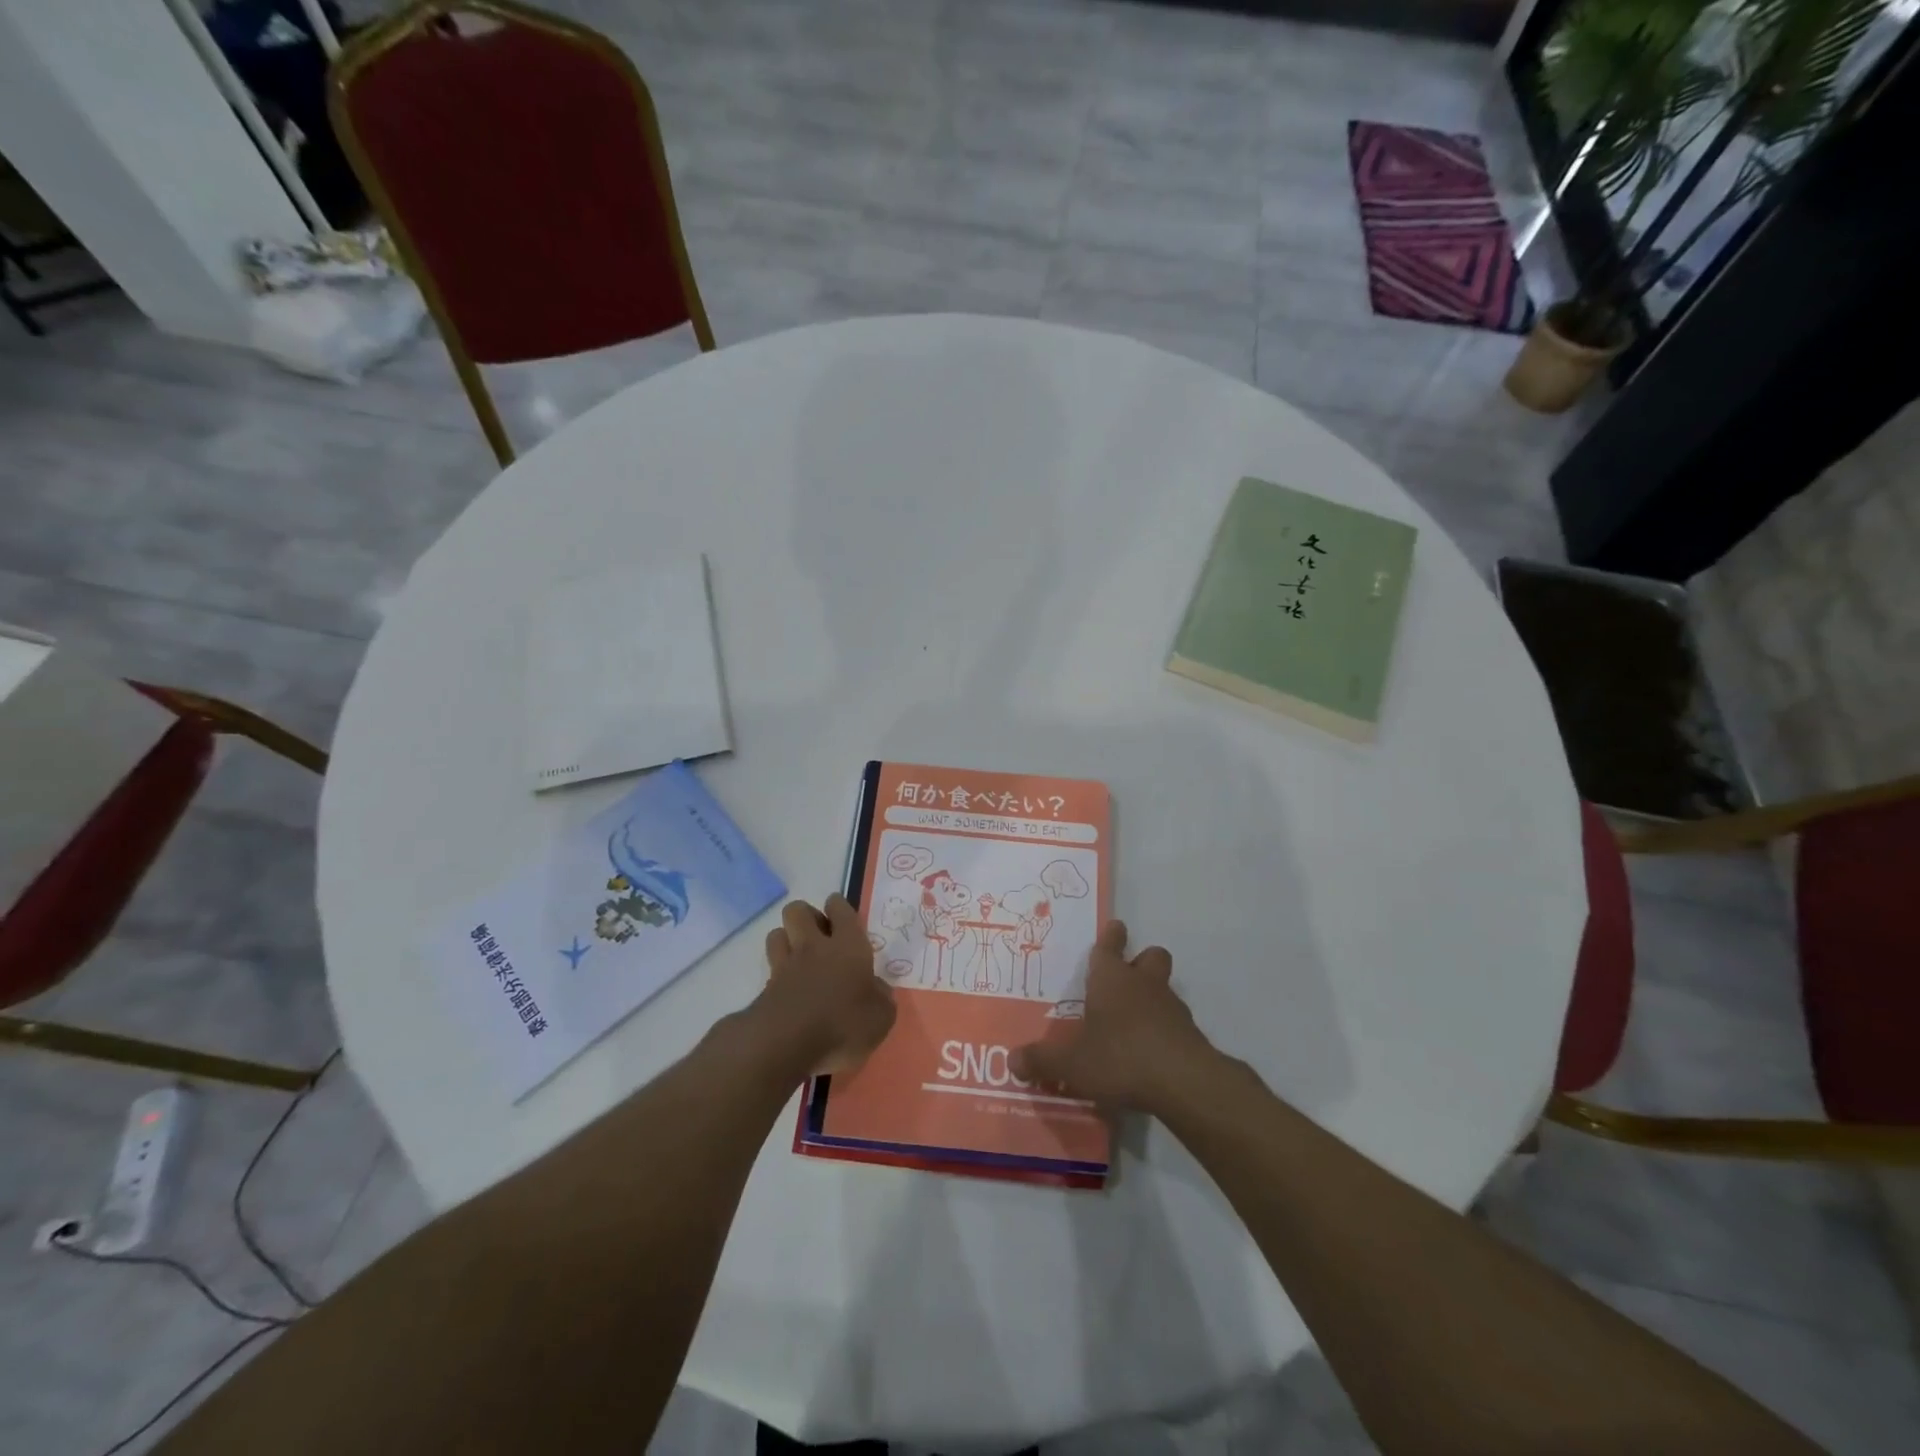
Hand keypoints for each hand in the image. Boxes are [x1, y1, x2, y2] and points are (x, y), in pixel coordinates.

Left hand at [750, 895, 895, 1076]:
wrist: (785, 1045)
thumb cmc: (842, 1025)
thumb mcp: (881, 1018)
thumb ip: (881, 998)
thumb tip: (878, 988)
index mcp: (847, 946)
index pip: (840, 909)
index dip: (839, 906)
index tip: (841, 914)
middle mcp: (814, 947)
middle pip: (798, 910)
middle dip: (807, 916)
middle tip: (820, 935)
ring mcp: (785, 966)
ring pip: (777, 933)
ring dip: (787, 939)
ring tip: (800, 957)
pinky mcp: (765, 989)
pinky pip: (770, 968)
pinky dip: (778, 972)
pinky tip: (789, 989)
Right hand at [1012, 921, 1215, 1113]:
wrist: (1183, 1082)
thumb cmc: (1119, 1057)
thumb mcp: (1071, 1064)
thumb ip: (1042, 1061)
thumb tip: (1012, 1060)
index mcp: (1111, 980)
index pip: (1110, 946)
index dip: (1111, 936)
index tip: (1115, 927)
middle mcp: (1143, 984)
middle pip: (1150, 956)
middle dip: (1141, 961)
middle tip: (1127, 978)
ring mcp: (1171, 1007)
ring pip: (1165, 987)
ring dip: (1153, 997)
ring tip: (1134, 1022)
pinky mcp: (1190, 1034)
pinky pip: (1175, 1021)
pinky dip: (1164, 1029)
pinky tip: (1150, 1053)